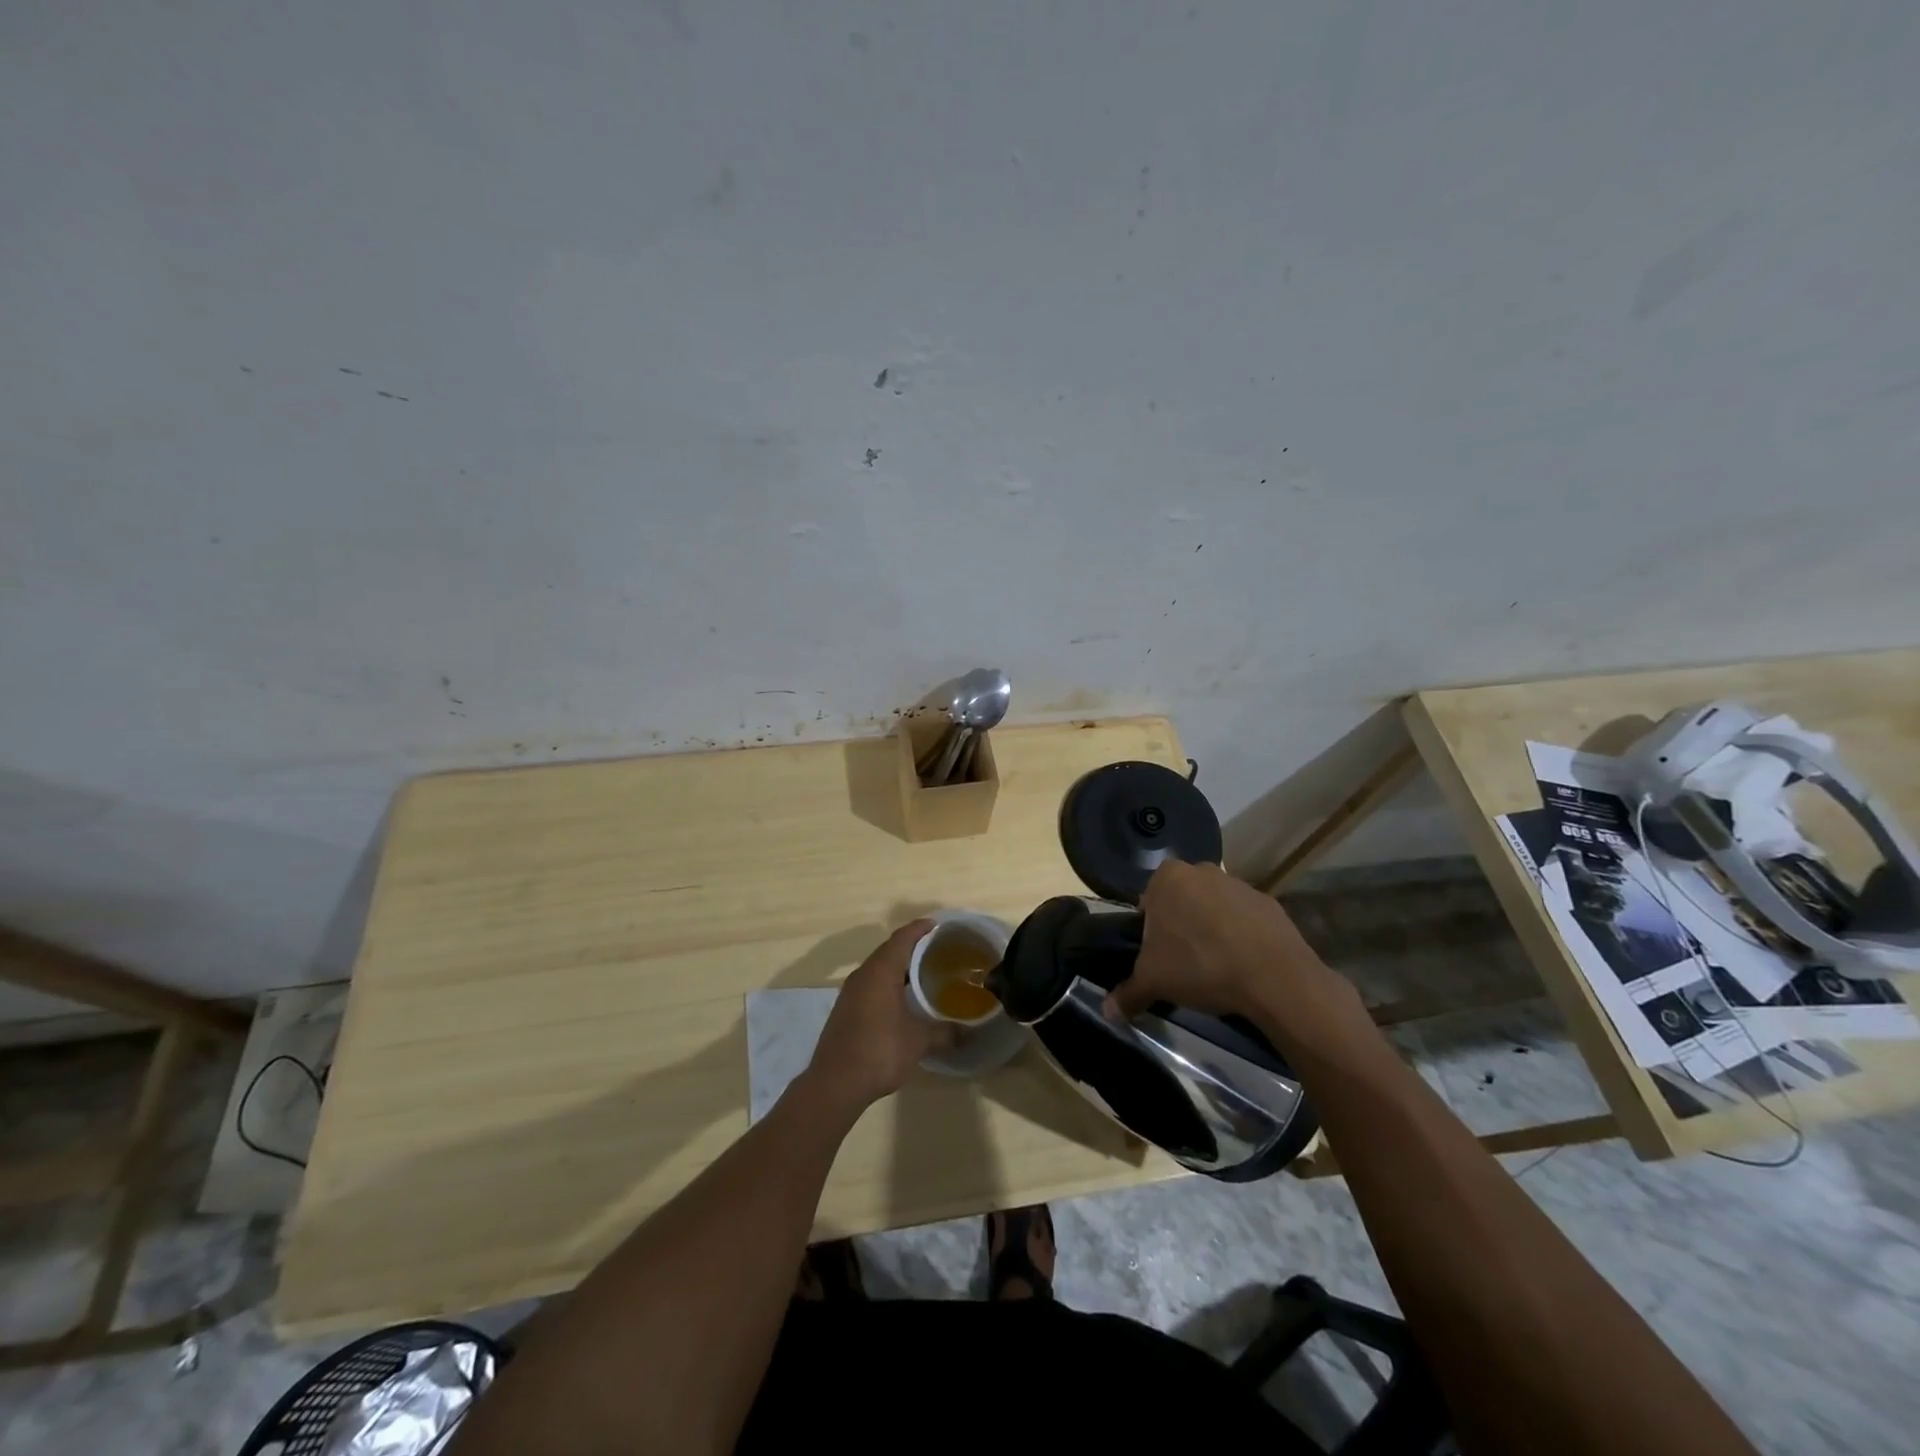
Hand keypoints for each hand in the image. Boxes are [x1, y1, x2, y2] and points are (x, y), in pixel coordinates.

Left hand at [807, 920, 954, 1109]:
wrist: (835, 1084)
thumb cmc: (880, 1051)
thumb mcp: (918, 1041)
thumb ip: (944, 1032)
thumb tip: (967, 1032)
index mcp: (881, 971)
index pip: (902, 938)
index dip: (920, 928)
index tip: (938, 925)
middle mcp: (863, 975)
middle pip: (889, 950)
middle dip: (911, 946)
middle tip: (936, 950)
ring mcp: (850, 992)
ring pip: (877, 968)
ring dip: (897, 967)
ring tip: (922, 974)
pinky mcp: (844, 1010)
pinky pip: (869, 985)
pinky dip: (886, 983)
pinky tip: (900, 1000)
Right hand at [1104, 861, 1351, 1028]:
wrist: (1274, 978)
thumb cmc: (1200, 966)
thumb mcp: (1154, 982)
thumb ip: (1127, 993)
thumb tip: (1106, 1013)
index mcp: (1168, 878)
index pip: (1147, 901)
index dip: (1150, 930)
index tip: (1157, 956)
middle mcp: (1202, 871)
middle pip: (1181, 901)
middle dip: (1180, 926)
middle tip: (1182, 962)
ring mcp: (1239, 884)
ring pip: (1213, 908)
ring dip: (1211, 930)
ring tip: (1215, 967)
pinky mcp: (1269, 903)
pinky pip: (1245, 919)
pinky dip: (1241, 937)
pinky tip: (1242, 965)